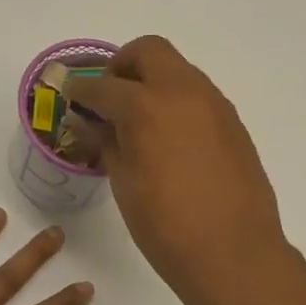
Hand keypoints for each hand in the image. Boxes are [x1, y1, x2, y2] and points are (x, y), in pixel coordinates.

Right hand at [66, 36, 287, 297]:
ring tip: (140, 120)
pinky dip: (178, 102)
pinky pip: (199, 96)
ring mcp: (215, 105)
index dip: (82, 90)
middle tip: (110, 96)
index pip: (103, 86)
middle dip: (122, 66)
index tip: (71, 96)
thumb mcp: (124, 185)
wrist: (234, 253)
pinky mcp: (234, 124)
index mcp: (145, 106)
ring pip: (179, 70)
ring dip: (154, 82)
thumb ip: (107, 144)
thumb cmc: (167, 226)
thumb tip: (92, 123)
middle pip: (149, 52)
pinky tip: (170, 139)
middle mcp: (183, 92)